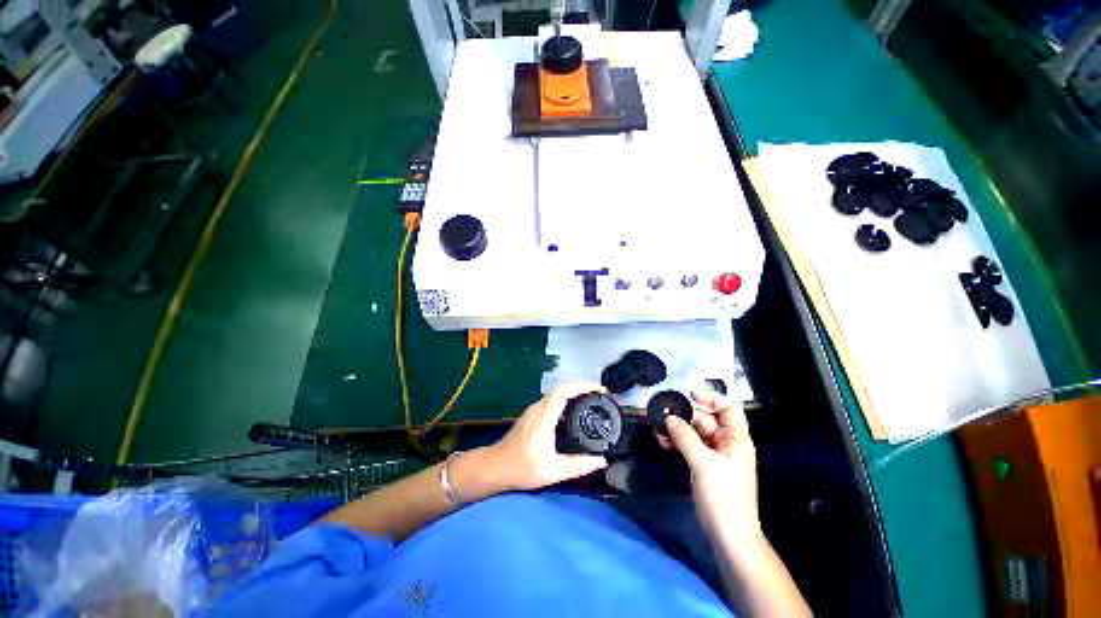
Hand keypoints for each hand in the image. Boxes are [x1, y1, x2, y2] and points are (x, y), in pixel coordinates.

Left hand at [484, 383, 609, 490]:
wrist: (494, 468)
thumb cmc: (521, 468)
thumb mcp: (552, 471)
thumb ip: (578, 465)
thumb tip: (601, 461)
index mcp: (543, 416)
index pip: (564, 391)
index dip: (582, 386)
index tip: (599, 390)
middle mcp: (538, 408)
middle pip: (561, 388)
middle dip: (581, 386)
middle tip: (599, 395)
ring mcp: (533, 410)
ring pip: (556, 393)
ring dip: (573, 391)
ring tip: (590, 400)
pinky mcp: (532, 415)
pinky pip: (552, 400)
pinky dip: (566, 399)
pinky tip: (574, 411)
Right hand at [664, 391, 760, 541]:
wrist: (728, 534)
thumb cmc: (724, 496)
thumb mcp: (703, 463)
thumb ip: (685, 437)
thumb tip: (669, 417)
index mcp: (735, 439)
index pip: (728, 408)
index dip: (711, 398)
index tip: (690, 395)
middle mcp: (726, 443)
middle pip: (706, 419)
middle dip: (685, 416)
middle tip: (663, 414)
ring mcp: (715, 455)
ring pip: (694, 432)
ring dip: (677, 429)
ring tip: (658, 429)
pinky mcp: (704, 465)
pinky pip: (690, 445)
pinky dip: (677, 442)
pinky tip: (662, 442)